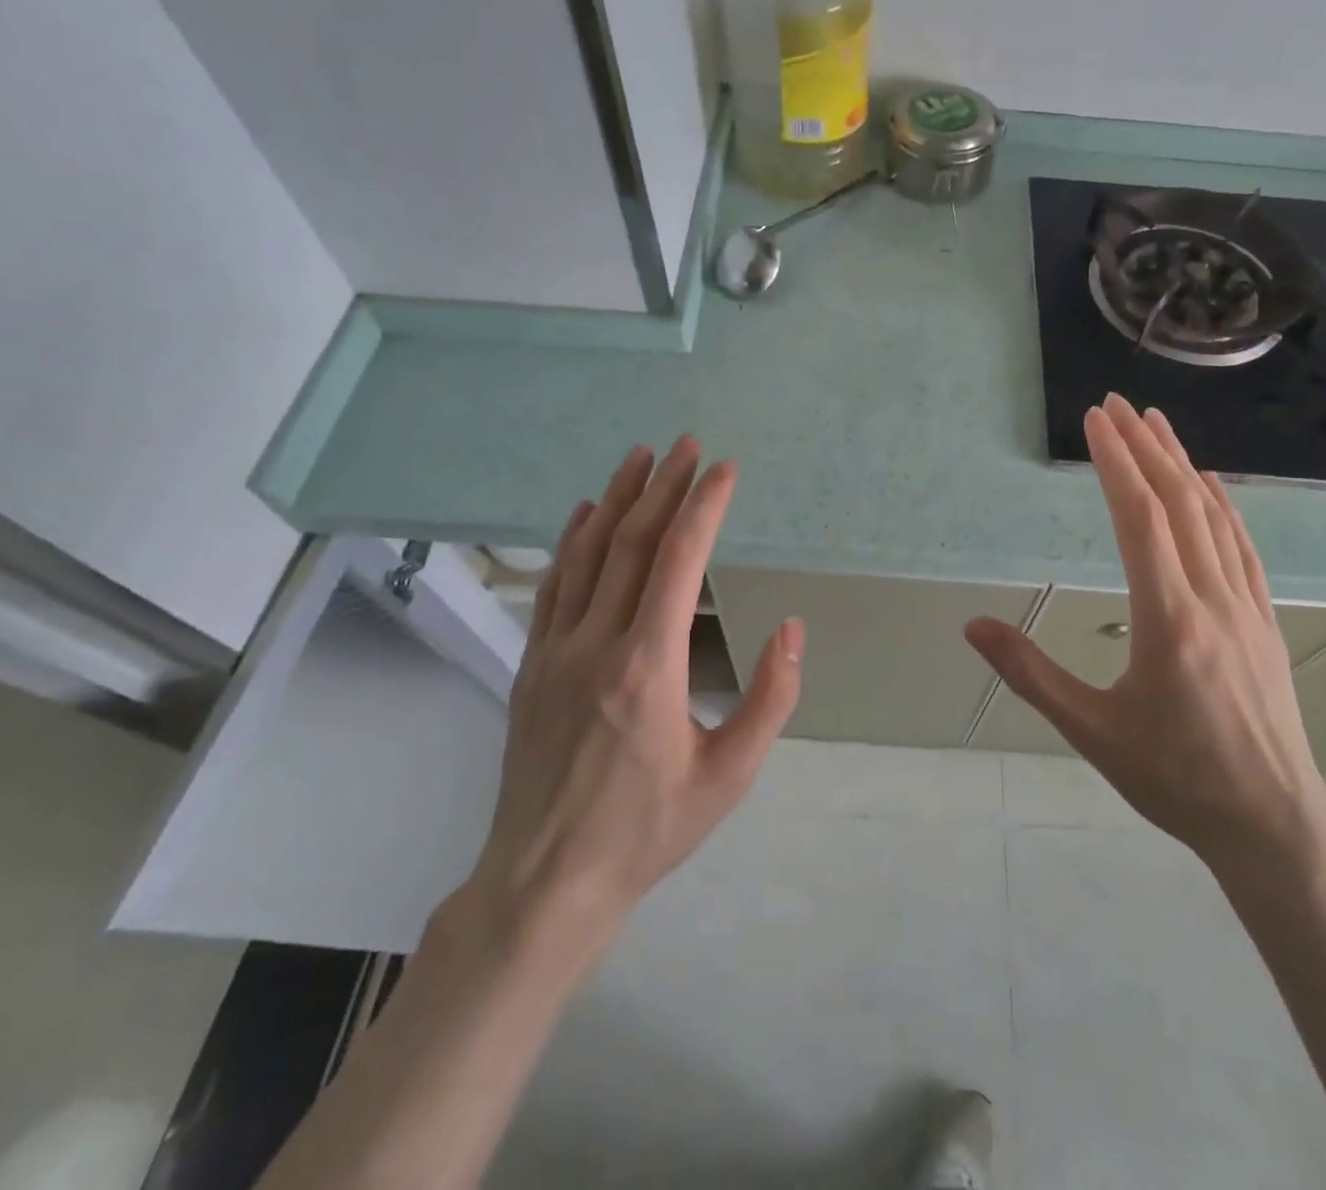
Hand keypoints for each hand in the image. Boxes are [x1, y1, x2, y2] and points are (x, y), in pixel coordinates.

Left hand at [461, 438, 803, 952]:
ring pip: (586, 555)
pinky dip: (571, 541)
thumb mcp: (730, 775)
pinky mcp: (532, 665)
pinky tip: (583, 514)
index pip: (678, 561)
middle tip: (686, 444)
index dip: (703, 507)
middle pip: (631, 544)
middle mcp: (596, 643)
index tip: (724, 469)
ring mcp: (555, 651)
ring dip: (615, 500)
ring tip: (638, 458)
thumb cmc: (649, 830)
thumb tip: (793, 629)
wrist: (545, 883)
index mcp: (648, 665)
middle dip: (663, 487)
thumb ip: (770, 699)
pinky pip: (553, 586)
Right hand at [966, 395, 1325, 880]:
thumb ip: (1030, 673)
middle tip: (1117, 404)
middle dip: (1145, 447)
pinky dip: (1222, 506)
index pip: (1140, 519)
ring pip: (1213, 518)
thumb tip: (973, 627)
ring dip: (1183, 466)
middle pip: (1178, 504)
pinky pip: (1243, 547)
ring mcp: (1247, 607)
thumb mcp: (1090, 731)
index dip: (1116, 463)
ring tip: (1158, 425)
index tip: (1095, 420)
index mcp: (1168, 619)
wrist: (1272, 825)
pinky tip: (1211, 487)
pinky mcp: (1265, 621)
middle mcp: (1212, 598)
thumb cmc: (1174, 779)